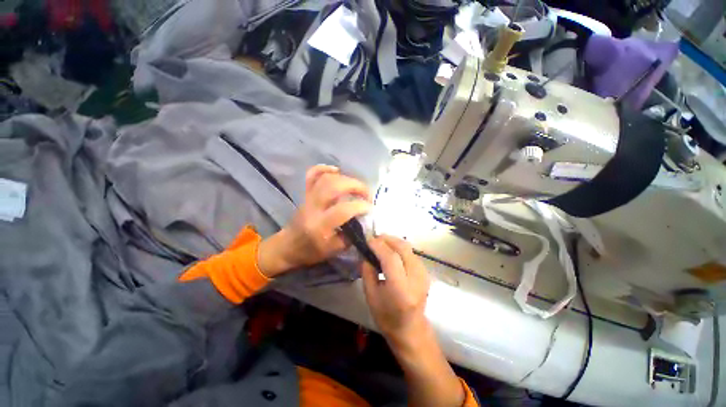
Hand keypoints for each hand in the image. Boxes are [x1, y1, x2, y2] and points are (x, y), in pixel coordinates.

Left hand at [258, 165, 371, 276]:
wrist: (288, 246)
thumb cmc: (311, 251)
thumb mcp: (333, 250)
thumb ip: (350, 236)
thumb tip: (364, 222)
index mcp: (320, 225)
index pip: (343, 210)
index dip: (361, 206)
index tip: (370, 208)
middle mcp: (314, 207)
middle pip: (334, 187)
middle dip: (356, 186)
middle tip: (366, 194)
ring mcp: (308, 198)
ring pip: (326, 178)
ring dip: (346, 178)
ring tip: (356, 186)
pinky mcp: (305, 193)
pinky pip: (312, 175)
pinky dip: (325, 168)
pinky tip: (337, 170)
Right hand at [360, 235, 430, 340]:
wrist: (411, 329)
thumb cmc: (387, 317)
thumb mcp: (371, 296)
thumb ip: (367, 272)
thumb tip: (366, 253)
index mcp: (401, 289)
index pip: (391, 258)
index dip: (379, 246)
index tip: (368, 240)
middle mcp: (416, 278)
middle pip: (402, 248)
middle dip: (387, 239)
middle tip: (374, 238)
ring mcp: (423, 274)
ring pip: (408, 247)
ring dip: (393, 242)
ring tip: (380, 243)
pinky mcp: (425, 272)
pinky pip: (411, 252)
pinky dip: (399, 247)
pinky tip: (391, 251)